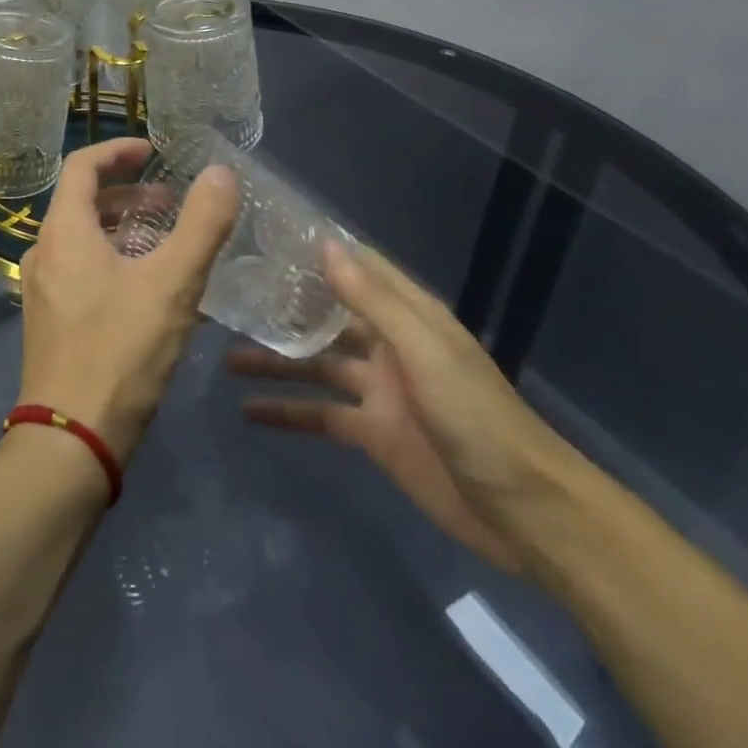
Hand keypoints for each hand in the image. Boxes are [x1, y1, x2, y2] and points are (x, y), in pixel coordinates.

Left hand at [16, 138, 237, 463]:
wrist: (72, 440)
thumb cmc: (121, 350)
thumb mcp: (173, 283)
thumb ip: (202, 224)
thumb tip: (221, 173)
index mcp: (64, 231)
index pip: (81, 166)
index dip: (117, 151)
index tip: (152, 152)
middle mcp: (44, 252)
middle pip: (82, 202)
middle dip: (128, 195)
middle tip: (170, 203)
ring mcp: (43, 290)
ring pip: (82, 240)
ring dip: (123, 230)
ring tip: (166, 244)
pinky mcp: (50, 323)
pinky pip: (81, 271)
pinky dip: (113, 261)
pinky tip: (149, 291)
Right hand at [227, 244, 583, 573]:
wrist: (522, 512)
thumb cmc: (476, 416)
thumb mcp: (423, 350)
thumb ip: (372, 300)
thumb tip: (325, 244)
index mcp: (407, 314)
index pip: (356, 267)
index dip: (316, 250)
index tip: (266, 235)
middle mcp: (388, 343)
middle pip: (327, 315)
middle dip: (284, 305)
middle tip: (230, 294)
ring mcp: (379, 389)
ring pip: (316, 364)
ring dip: (275, 360)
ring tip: (224, 354)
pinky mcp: (372, 434)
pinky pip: (320, 414)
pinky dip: (287, 412)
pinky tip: (248, 412)